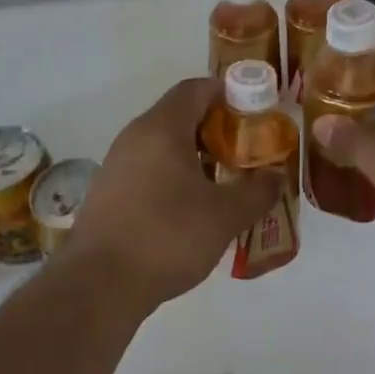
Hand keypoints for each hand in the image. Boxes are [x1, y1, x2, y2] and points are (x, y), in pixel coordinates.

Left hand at [73, 77, 280, 308]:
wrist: (98, 285)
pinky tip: (192, 210)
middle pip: (181, 115)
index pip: (196, 88)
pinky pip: (149, 169)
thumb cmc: (167, 236)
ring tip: (225, 183)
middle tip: (246, 153)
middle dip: (217, 129)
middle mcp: (135, 136)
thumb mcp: (225, 215)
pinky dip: (174, 177)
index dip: (229, 94)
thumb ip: (257, 191)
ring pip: (164, 145)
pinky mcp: (109, 193)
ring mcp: (117, 164)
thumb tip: (276, 176)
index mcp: (162, 127)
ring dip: (196, 157)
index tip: (255, 115)